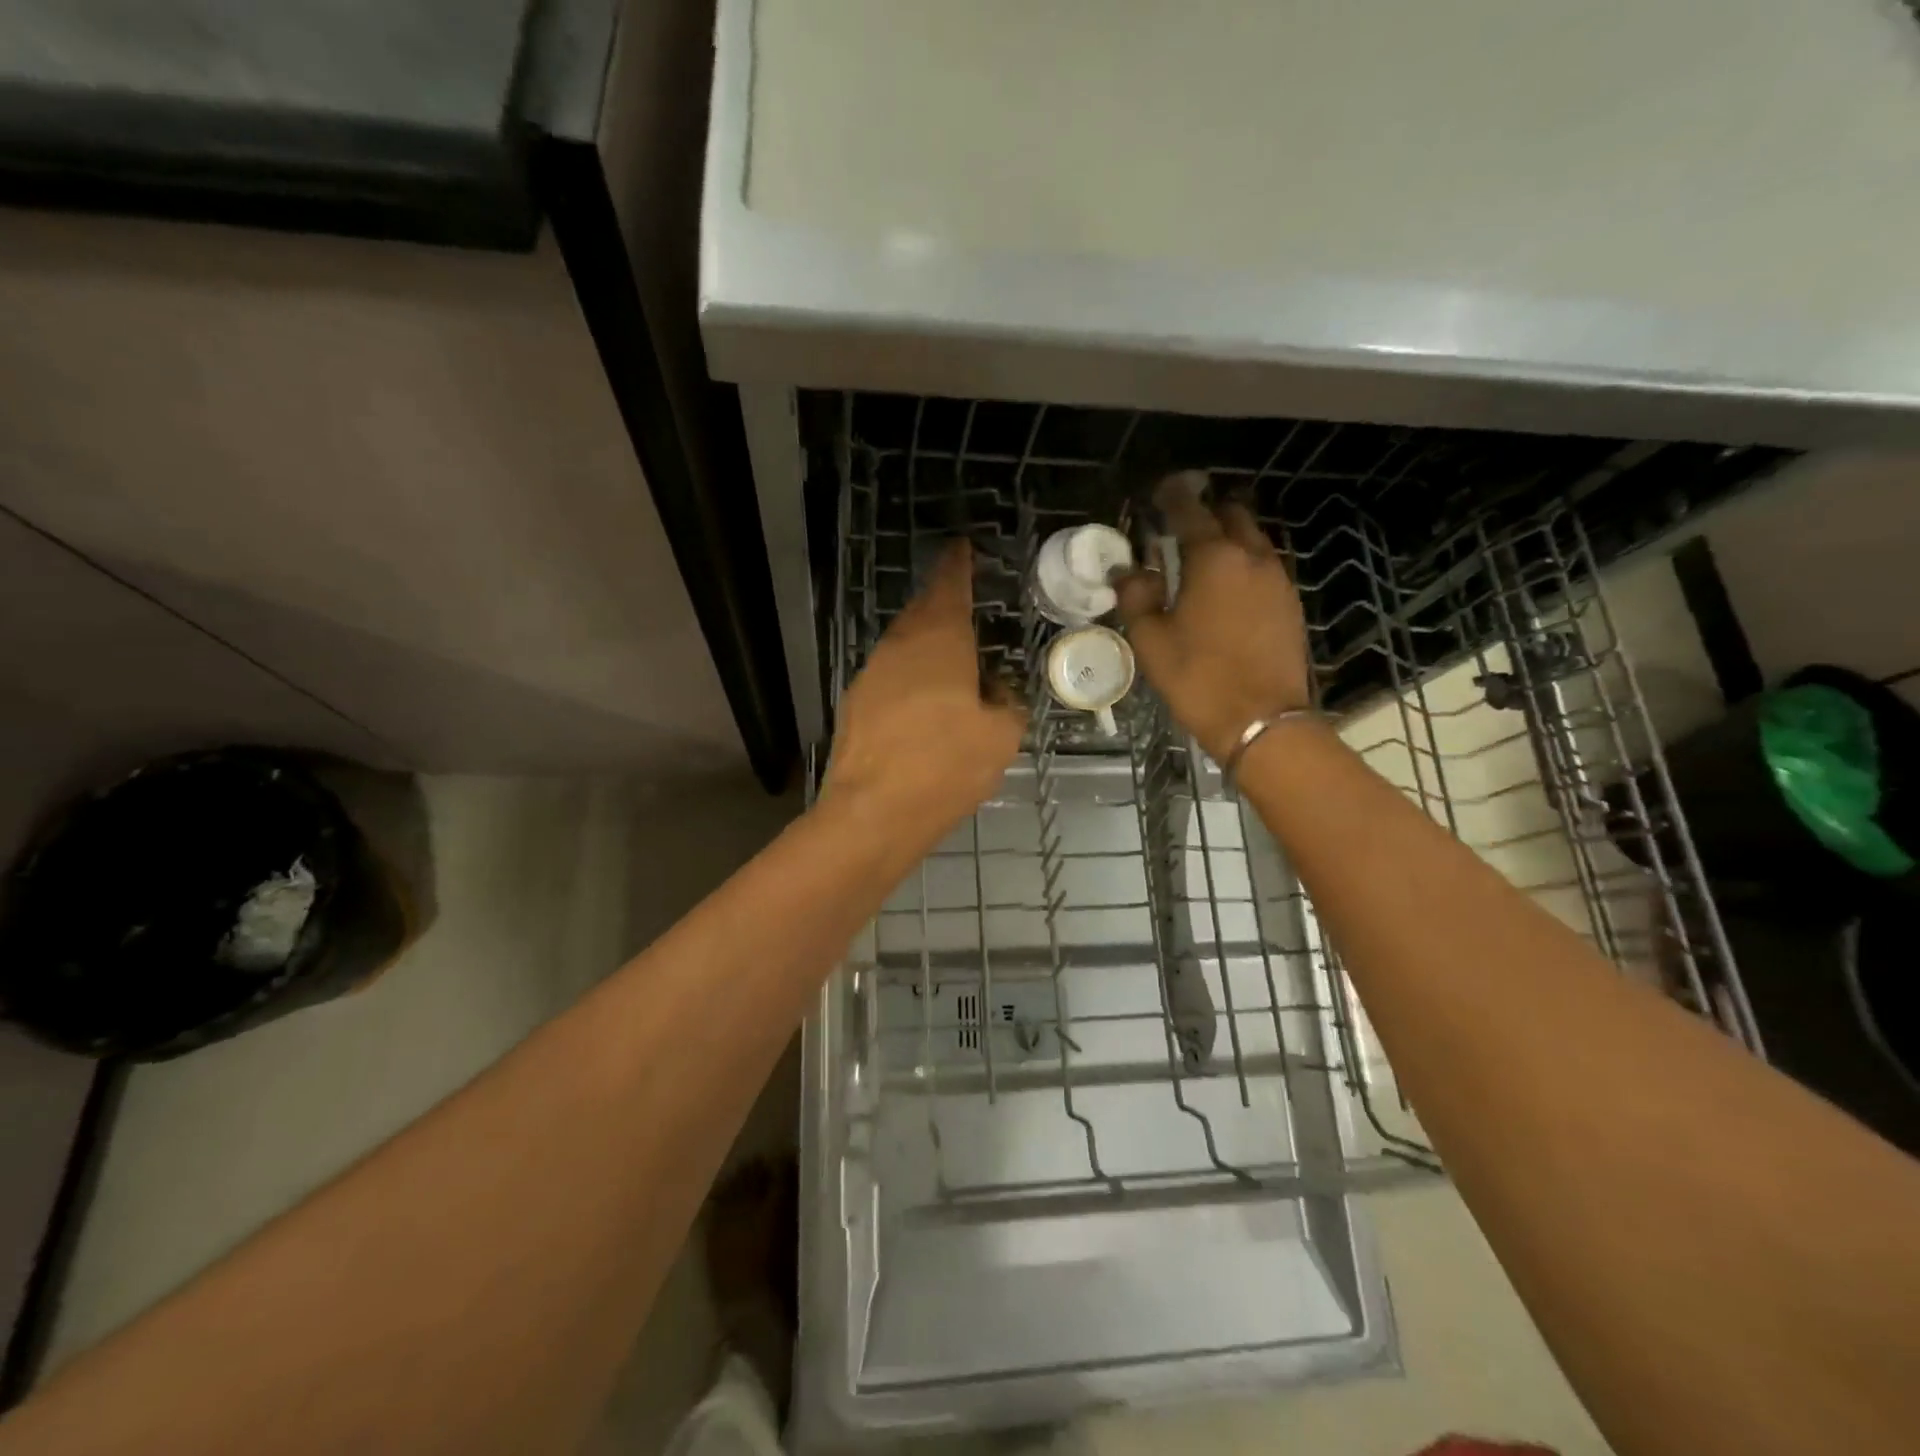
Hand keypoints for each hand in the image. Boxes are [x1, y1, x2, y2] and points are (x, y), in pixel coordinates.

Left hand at [823, 539, 1025, 835]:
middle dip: (942, 602)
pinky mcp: (856, 705)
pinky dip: (910, 676)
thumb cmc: (945, 767)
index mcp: (939, 640)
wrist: (872, 814)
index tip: (963, 547)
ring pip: (903, 644)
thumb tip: (996, 694)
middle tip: (963, 602)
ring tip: (951, 658)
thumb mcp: (1000, 737)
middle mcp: (899, 646)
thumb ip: (1006, 705)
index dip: (959, 565)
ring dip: (926, 643)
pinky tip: (924, 702)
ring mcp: (871, 674)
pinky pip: (890, 675)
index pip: (950, 586)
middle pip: (922, 611)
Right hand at [1116, 471, 1312, 762]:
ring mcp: (1278, 579)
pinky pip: (1265, 566)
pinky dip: (1244, 563)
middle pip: (1232, 515)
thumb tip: (1128, 571)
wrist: (1262, 720)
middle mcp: (1251, 557)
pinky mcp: (1290, 603)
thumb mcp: (1151, 641)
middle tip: (1180, 524)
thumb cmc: (1198, 678)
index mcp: (1213, 559)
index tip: (1158, 492)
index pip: (1190, 511)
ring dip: (1228, 537)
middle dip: (1207, 511)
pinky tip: (1227, 588)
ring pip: (1253, 539)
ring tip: (1202, 556)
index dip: (1172, 496)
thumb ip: (1136, 597)